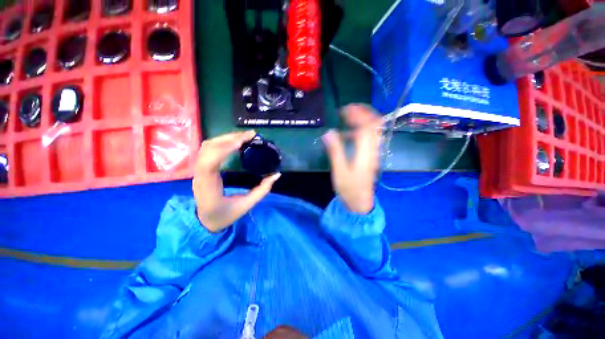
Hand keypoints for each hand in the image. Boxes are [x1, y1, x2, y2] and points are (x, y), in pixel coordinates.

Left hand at [193, 131, 280, 231]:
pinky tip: (235, 142)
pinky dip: (222, 142)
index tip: (243, 141)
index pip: (210, 162)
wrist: (204, 222)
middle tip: (251, 135)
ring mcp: (199, 171)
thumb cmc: (224, 215)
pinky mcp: (202, 169)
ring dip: (226, 138)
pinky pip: (208, 150)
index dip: (225, 148)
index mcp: (209, 186)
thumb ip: (262, 190)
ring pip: (207, 147)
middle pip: (208, 149)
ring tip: (244, 136)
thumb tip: (277, 174)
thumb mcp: (246, 205)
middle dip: (230, 138)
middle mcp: (200, 175)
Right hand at [322, 104, 382, 213]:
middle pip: (375, 125)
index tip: (345, 110)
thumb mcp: (339, 171)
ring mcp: (373, 153)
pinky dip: (362, 130)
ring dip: (364, 120)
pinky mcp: (371, 157)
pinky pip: (370, 138)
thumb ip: (335, 151)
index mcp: (366, 153)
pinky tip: (350, 133)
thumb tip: (328, 132)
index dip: (358, 115)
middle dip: (363, 113)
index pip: (367, 127)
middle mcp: (373, 150)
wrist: (360, 202)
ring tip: (349, 116)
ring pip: (374, 131)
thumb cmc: (349, 188)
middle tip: (349, 109)